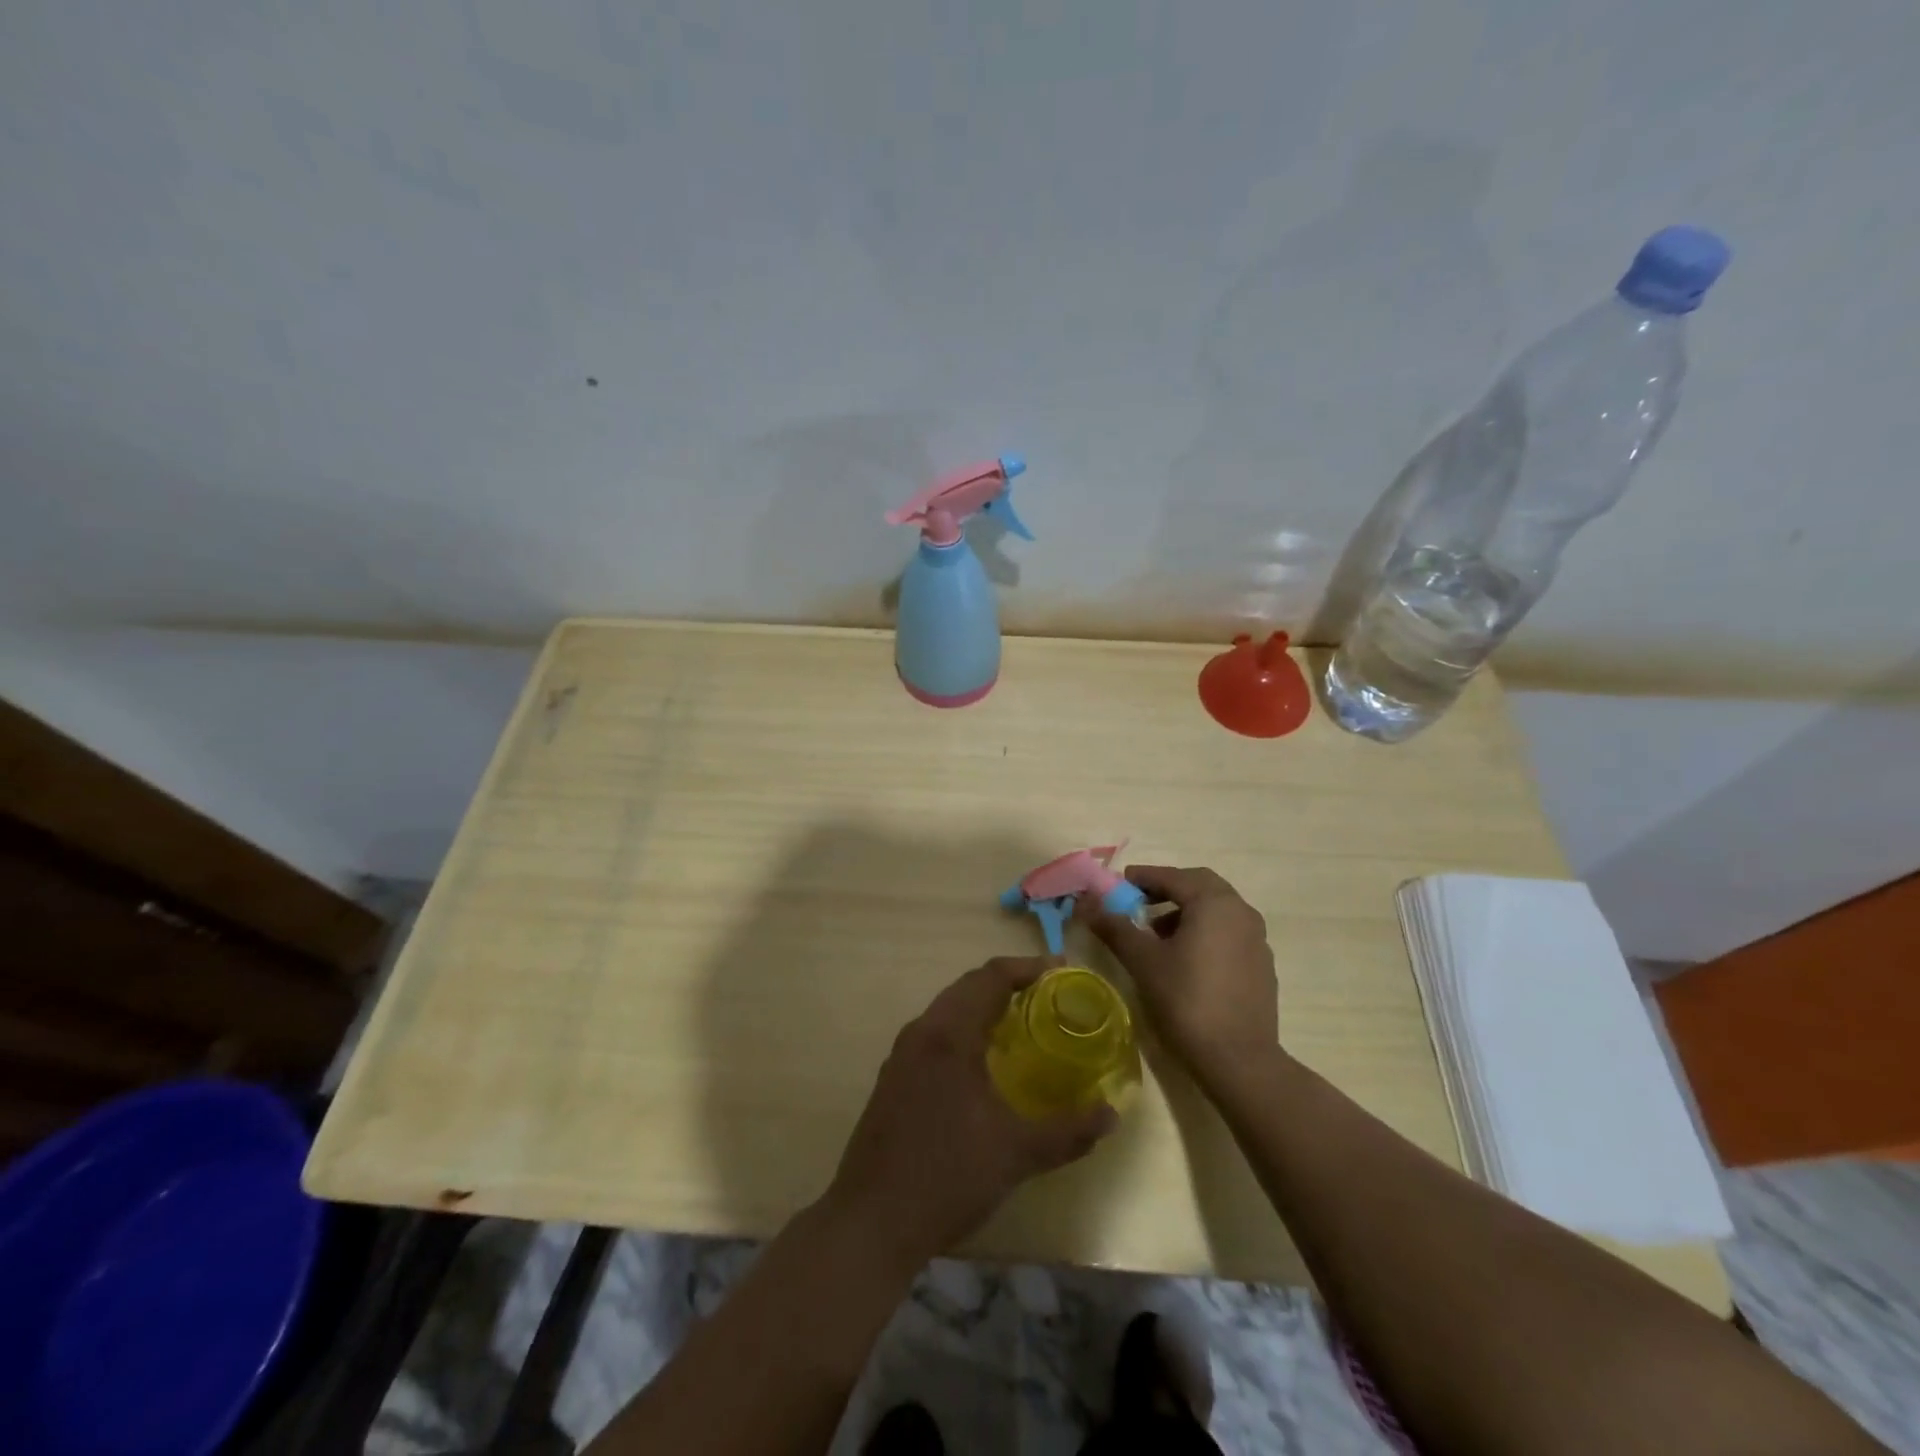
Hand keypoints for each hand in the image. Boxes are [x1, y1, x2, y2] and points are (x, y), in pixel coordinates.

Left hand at [824, 957, 1115, 1271]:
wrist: (870, 1222)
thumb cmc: (948, 1176)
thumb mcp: (1017, 1154)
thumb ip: (1069, 1131)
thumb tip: (1111, 1114)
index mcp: (949, 1034)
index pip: (990, 977)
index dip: (1027, 967)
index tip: (1061, 970)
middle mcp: (922, 1032)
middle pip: (967, 986)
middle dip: (1008, 983)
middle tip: (1048, 995)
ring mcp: (901, 1055)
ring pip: (947, 1009)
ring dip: (983, 1006)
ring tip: (1021, 1023)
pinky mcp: (893, 1079)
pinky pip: (934, 1034)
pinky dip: (964, 1029)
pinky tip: (982, 1063)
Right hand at [1091, 865, 1279, 1081]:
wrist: (1239, 1059)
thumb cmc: (1186, 1000)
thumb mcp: (1143, 961)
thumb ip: (1115, 927)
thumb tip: (1087, 903)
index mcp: (1214, 903)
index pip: (1173, 877)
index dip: (1143, 877)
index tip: (1119, 884)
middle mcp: (1241, 912)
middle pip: (1200, 886)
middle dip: (1168, 890)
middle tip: (1139, 902)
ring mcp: (1256, 939)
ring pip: (1217, 910)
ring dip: (1186, 911)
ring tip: (1157, 934)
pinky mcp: (1262, 965)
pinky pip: (1229, 933)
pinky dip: (1205, 932)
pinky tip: (1186, 959)